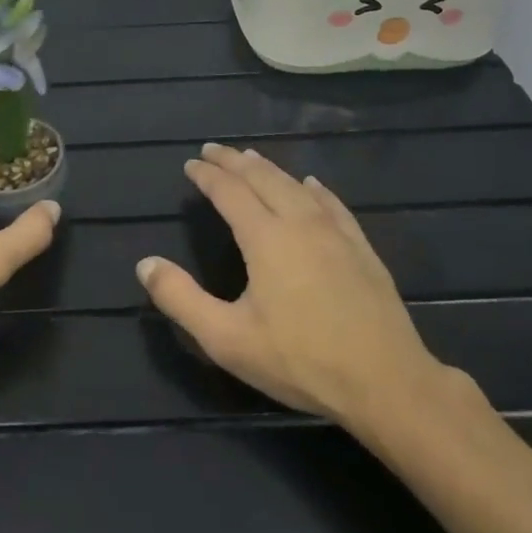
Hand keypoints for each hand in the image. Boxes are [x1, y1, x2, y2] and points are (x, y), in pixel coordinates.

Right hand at [137, 143, 469, 448]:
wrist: (386, 383)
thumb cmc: (300, 360)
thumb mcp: (227, 339)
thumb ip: (181, 299)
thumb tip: (145, 264)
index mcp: (265, 238)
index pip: (229, 192)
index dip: (207, 176)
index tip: (191, 164)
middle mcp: (300, 222)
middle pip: (262, 179)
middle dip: (234, 161)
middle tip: (213, 150)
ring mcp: (335, 233)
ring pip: (296, 186)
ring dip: (269, 169)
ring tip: (251, 158)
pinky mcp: (361, 248)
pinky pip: (332, 204)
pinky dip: (313, 189)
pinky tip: (311, 185)